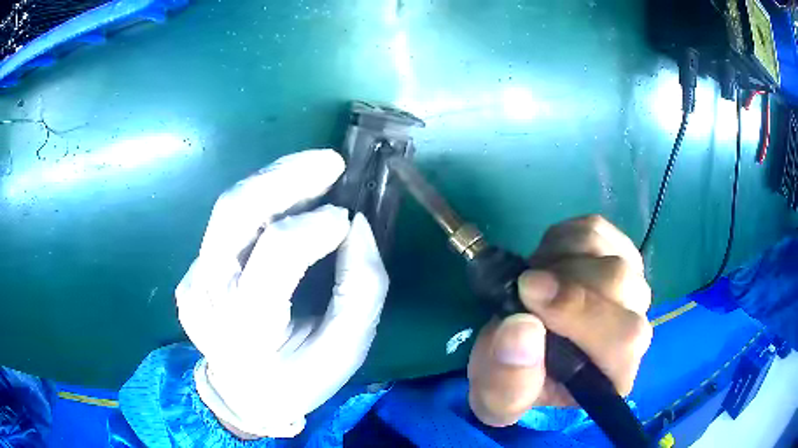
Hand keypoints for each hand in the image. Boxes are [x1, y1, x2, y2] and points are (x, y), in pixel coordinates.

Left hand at [176, 149, 388, 437]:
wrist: (242, 395)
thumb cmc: (300, 379)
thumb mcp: (347, 349)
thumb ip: (361, 288)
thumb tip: (357, 226)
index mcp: (248, 328)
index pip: (276, 254)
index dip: (315, 225)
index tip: (348, 218)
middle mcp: (208, 296)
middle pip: (235, 212)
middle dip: (285, 177)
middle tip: (330, 163)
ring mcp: (193, 281)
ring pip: (227, 208)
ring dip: (273, 180)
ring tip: (314, 169)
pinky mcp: (192, 271)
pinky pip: (226, 225)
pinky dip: (261, 203)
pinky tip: (288, 201)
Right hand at [467, 215, 651, 426]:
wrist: (522, 351)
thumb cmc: (514, 380)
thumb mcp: (496, 396)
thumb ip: (507, 379)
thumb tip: (522, 328)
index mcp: (612, 375)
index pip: (623, 339)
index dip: (582, 312)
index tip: (527, 293)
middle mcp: (635, 329)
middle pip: (620, 283)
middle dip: (563, 281)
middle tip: (524, 289)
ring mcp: (631, 287)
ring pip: (607, 250)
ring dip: (559, 259)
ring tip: (534, 282)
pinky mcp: (618, 254)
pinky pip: (596, 229)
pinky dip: (562, 238)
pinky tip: (548, 263)